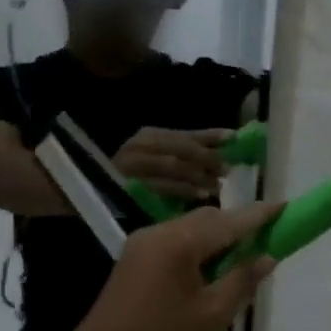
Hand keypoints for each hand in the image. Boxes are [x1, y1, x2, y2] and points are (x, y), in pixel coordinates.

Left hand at [63, 203, 277, 330]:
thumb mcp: (212, 316)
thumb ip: (242, 280)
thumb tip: (266, 257)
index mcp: (180, 242)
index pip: (231, 221)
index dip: (261, 215)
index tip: (287, 207)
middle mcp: (159, 232)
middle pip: (209, 219)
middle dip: (239, 227)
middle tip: (267, 243)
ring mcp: (143, 244)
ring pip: (191, 230)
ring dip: (219, 240)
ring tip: (241, 263)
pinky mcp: (134, 260)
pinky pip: (176, 243)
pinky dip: (199, 250)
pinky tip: (211, 273)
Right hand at [113, 127, 232, 200]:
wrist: (97, 192)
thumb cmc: (137, 177)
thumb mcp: (162, 159)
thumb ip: (189, 153)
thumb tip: (224, 150)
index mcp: (151, 135)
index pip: (186, 134)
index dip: (211, 136)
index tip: (233, 138)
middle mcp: (141, 145)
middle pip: (181, 148)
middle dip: (207, 158)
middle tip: (227, 169)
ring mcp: (133, 164)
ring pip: (172, 165)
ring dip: (198, 176)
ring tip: (217, 185)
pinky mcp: (129, 185)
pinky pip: (161, 186)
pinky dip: (183, 190)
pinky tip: (200, 196)